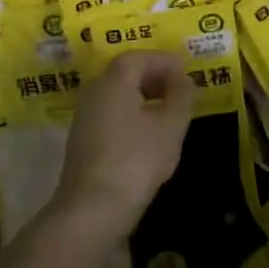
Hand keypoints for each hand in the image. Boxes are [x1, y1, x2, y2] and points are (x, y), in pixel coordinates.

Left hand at [53, 51, 193, 238]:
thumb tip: (184, 80)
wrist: (92, 210)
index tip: (186, 71)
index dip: (164, 61)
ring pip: (117, 95)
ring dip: (143, 97)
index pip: (139, 57)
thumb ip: (181, 97)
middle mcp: (94, 92)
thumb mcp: (170, 127)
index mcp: (114, 81)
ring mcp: (84, 118)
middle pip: (125, 73)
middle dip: (154, 77)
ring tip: (169, 112)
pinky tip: (148, 135)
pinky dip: (131, 114)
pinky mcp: (82, 142)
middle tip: (180, 89)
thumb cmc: (136, 160)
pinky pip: (110, 114)